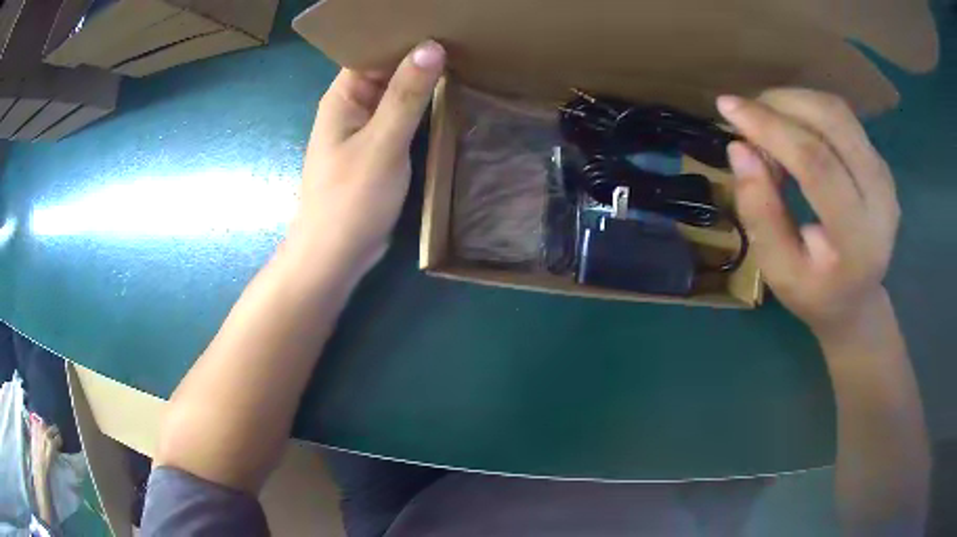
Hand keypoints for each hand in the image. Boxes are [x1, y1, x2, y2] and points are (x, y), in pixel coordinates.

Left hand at [288, 41, 445, 271]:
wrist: (336, 256)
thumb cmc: (350, 199)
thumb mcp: (381, 144)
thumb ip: (406, 96)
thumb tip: (431, 47)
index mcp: (343, 96)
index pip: (373, 51)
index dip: (404, 36)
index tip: (443, 24)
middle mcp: (353, 107)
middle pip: (388, 71)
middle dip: (421, 57)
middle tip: (466, 41)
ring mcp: (367, 129)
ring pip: (399, 95)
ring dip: (425, 83)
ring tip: (468, 62)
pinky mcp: (380, 150)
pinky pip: (403, 119)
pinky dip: (424, 110)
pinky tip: (452, 100)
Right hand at [717, 89, 899, 335]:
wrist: (856, 301)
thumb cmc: (814, 292)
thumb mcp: (778, 270)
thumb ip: (759, 213)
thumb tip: (738, 149)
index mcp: (857, 238)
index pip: (816, 163)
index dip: (770, 128)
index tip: (727, 108)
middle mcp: (880, 199)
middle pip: (832, 123)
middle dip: (781, 104)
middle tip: (747, 114)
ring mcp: (885, 177)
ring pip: (838, 111)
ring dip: (794, 102)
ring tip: (767, 121)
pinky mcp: (881, 164)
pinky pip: (844, 119)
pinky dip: (809, 111)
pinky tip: (792, 129)